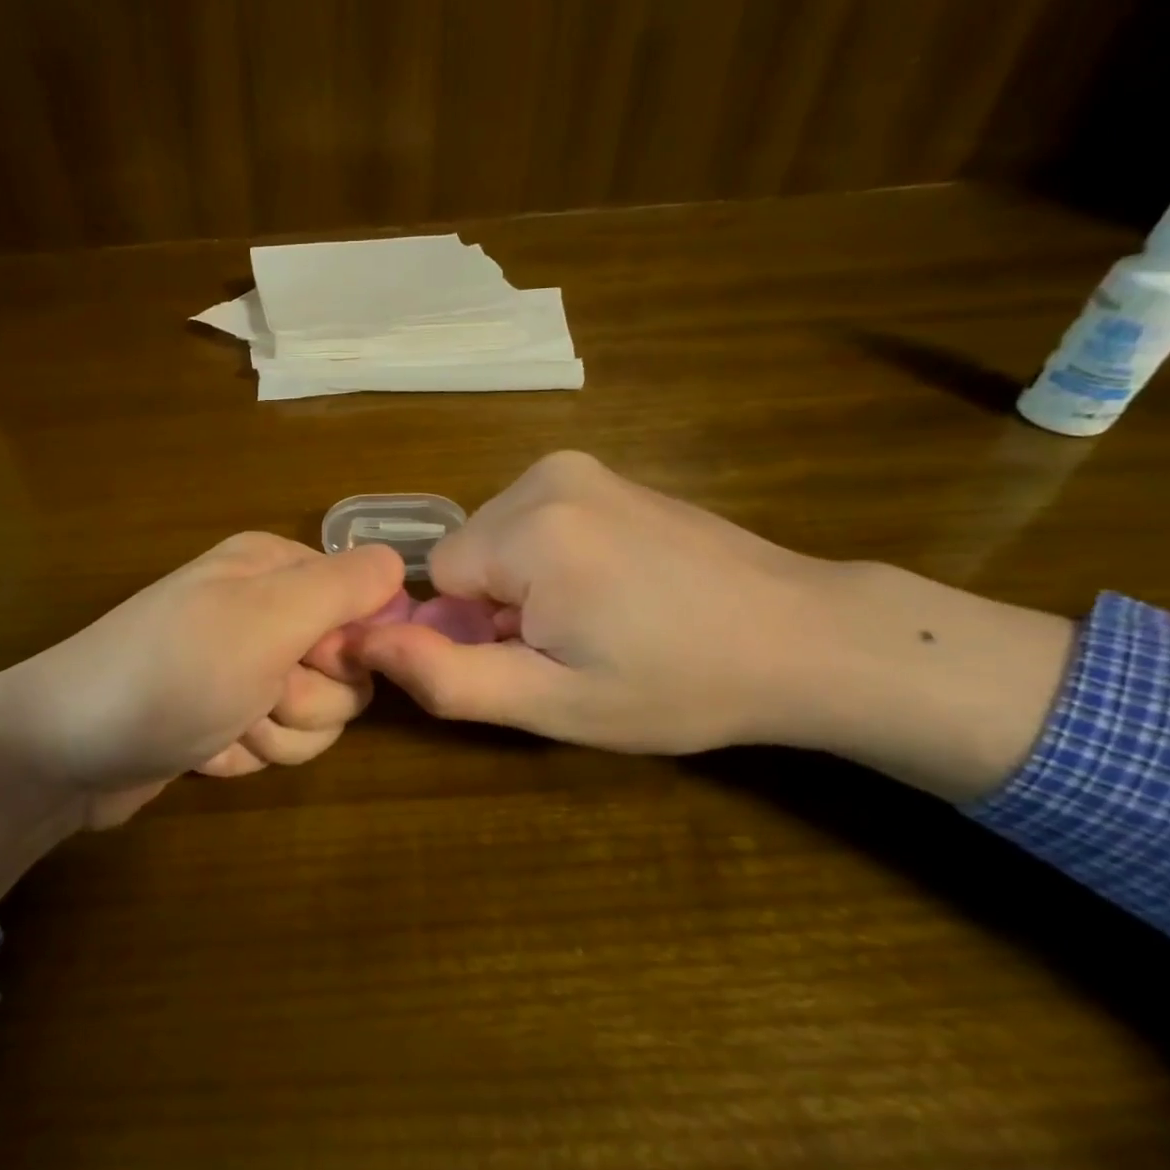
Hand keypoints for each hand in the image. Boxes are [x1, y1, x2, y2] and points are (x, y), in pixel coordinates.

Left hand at [0, 534, 403, 899]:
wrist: (66, 751)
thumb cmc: (172, 673)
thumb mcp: (265, 618)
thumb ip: (342, 587)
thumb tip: (398, 564)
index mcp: (277, 570)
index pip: (369, 608)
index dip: (350, 649)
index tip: (308, 662)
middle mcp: (265, 612)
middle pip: (346, 674)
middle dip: (305, 701)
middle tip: (254, 696)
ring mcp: (245, 669)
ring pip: (316, 718)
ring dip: (273, 735)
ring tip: (220, 724)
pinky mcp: (228, 718)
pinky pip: (276, 745)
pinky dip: (244, 753)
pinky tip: (203, 747)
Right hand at [351, 450, 1074, 799]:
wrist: (805, 639)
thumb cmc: (678, 683)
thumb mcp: (553, 702)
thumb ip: (447, 676)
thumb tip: (363, 641)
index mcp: (529, 527)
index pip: (433, 579)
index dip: (472, 628)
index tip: (538, 655)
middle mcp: (546, 476)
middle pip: (464, 554)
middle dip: (495, 603)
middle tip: (571, 644)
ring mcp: (579, 466)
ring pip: (494, 538)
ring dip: (521, 583)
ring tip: (597, 618)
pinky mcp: (603, 471)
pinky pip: (532, 520)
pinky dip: (549, 558)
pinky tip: (612, 588)